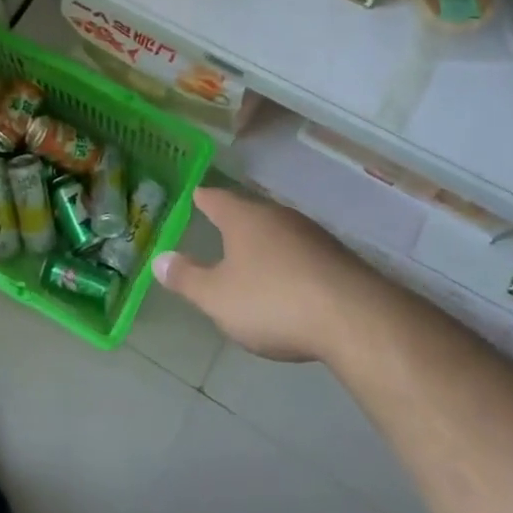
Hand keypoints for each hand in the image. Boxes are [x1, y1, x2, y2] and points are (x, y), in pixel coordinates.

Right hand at [153, 187, 382, 362]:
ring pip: (280, 231)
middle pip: (250, 212)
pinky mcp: (337, 258)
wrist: (353, 318)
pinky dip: (291, 262)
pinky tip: (292, 281)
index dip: (204, 198)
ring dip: (266, 242)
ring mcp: (312, 235)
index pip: (216, 199)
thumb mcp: (218, 298)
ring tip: (255, 256)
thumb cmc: (273, 301)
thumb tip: (159, 258)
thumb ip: (187, 278)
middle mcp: (277, 216)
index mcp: (244, 219)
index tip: (196, 194)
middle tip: (221, 227)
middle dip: (236, 220)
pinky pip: (304, 252)